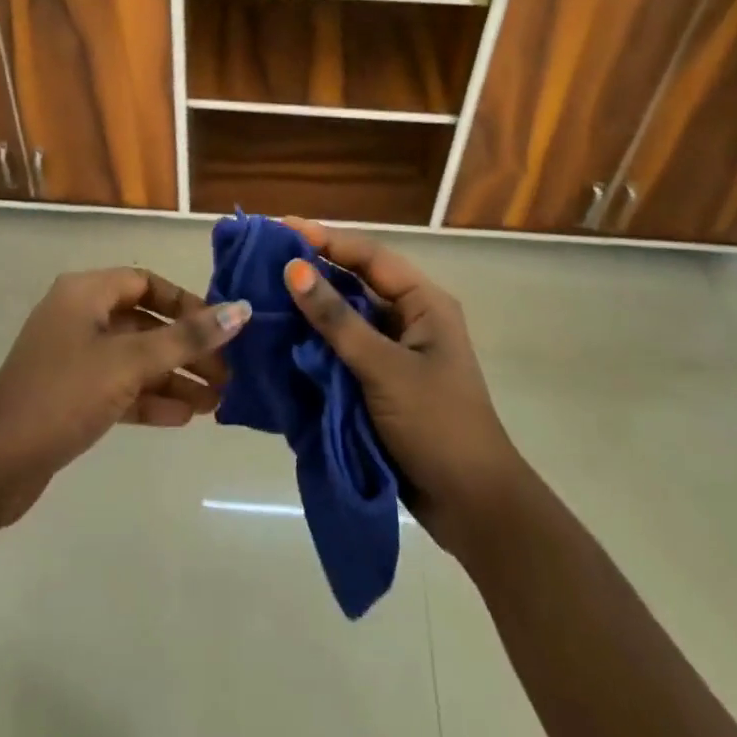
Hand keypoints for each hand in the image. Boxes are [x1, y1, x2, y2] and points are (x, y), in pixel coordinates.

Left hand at [0, 268, 249, 528]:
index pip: (146, 282)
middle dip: (186, 348)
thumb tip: (242, 311)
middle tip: (226, 374)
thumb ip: (186, 338)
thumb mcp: (129, 363)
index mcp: (86, 292)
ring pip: (134, 359)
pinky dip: (149, 398)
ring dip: (173, 377)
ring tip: (216, 403)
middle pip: (145, 323)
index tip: (220, 328)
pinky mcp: (70, 396)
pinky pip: (119, 387)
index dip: (186, 302)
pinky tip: (183, 418)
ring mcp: (73, 358)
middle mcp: (79, 317)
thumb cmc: (63, 395)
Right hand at [281, 218, 525, 558]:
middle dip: (314, 270)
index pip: (369, 256)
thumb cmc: (436, 425)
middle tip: (264, 258)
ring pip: (346, 316)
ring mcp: (395, 351)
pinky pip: (343, 349)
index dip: (325, 239)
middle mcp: (410, 317)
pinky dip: (315, 342)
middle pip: (356, 281)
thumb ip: (337, 319)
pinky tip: (281, 337)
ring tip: (263, 292)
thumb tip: (293, 268)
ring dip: (311, 307)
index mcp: (424, 302)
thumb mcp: (384, 368)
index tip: (280, 228)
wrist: (473, 508)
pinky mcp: (381, 381)